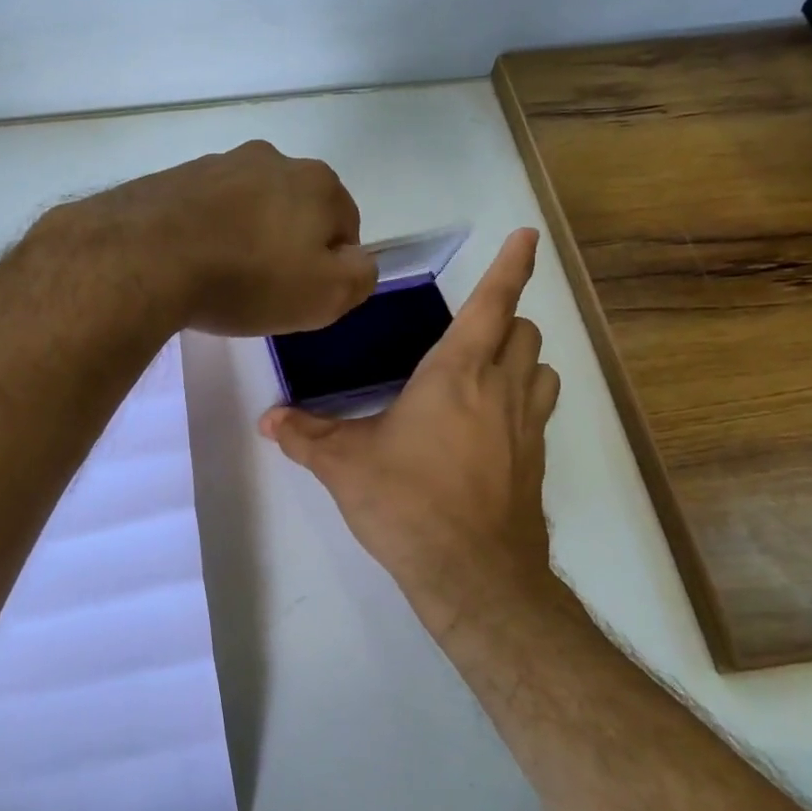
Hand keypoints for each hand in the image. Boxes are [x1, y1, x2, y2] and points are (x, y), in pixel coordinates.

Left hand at [54, 141, 377, 336]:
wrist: (148, 258)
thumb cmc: (249, 279)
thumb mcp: (327, 295)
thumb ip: (360, 275)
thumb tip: (355, 260)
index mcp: (319, 182)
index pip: (345, 226)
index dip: (329, 266)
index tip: (301, 295)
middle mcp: (273, 159)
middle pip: (296, 210)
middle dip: (287, 245)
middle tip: (263, 288)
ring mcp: (220, 162)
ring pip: (250, 206)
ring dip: (246, 236)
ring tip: (223, 277)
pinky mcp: (175, 176)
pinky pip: (207, 209)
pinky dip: (208, 231)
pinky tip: (192, 262)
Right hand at [259, 229, 560, 636]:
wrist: (473, 574)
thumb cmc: (407, 503)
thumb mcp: (344, 465)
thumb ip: (305, 435)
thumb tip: (268, 418)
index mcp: (457, 374)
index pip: (493, 302)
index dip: (512, 265)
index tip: (527, 236)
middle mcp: (502, 389)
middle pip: (525, 331)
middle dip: (506, 319)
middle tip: (473, 331)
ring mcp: (527, 426)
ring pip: (543, 368)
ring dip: (522, 358)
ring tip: (487, 372)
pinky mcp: (537, 461)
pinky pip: (540, 410)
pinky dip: (525, 399)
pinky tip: (489, 427)